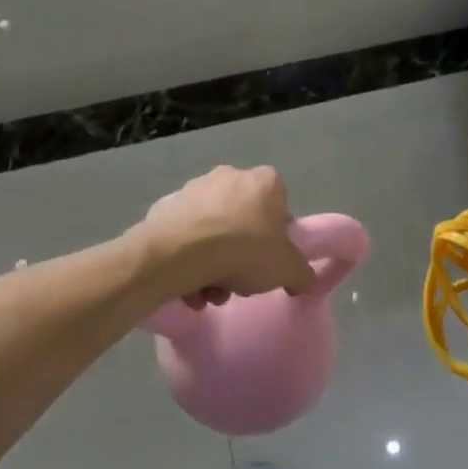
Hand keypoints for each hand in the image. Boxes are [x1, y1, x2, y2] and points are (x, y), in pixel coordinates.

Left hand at [135, 166, 317, 306]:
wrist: (181, 252)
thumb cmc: (245, 251)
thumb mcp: (288, 270)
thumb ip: (302, 274)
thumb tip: (302, 280)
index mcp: (265, 182)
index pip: (280, 208)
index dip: (276, 239)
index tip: (268, 262)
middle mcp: (230, 175)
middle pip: (243, 222)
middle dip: (241, 254)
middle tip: (237, 283)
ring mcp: (194, 188)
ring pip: (213, 231)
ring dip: (213, 263)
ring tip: (208, 293)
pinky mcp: (165, 205)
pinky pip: (185, 236)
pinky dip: (188, 258)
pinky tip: (187, 284)